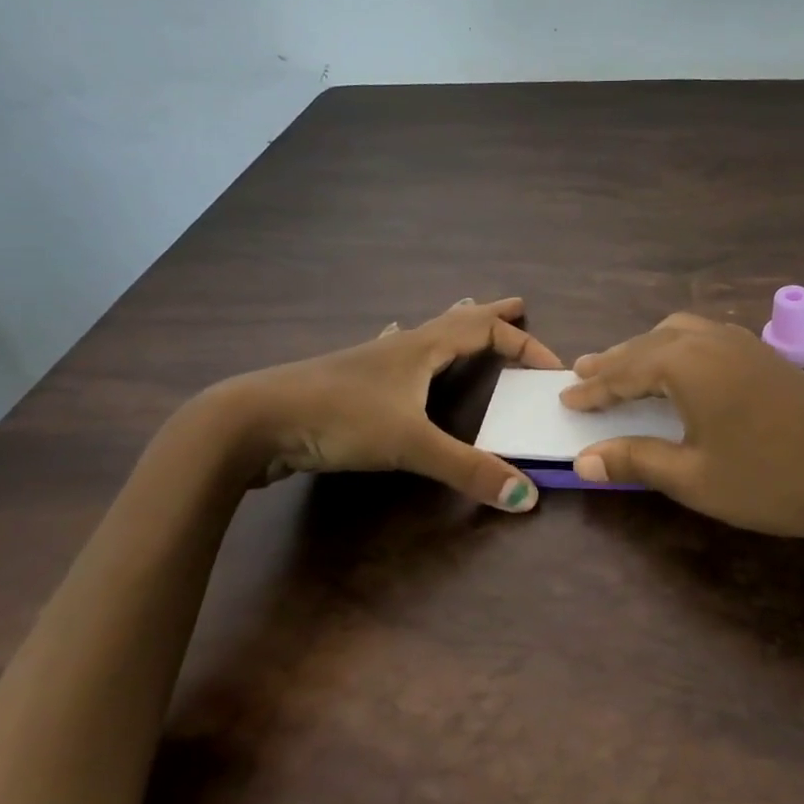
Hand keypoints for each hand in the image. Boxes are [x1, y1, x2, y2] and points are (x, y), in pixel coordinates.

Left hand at [208, 297, 562, 510]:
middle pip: (456, 320)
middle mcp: (400, 347)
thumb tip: (526, 497)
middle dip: (491, 315)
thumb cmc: (339, 418)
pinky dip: (407, 346)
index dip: (523, 345)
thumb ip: (468, 470)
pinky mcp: (346, 383)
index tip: (552, 368)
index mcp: (422, 348)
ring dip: (451, 326)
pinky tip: (392, 342)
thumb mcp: (409, 445)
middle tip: (518, 306)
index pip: (486, 331)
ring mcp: (369, 362)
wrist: (252, 420)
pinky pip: (391, 354)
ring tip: (465, 314)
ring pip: (422, 334)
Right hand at [559, 312, 803, 538]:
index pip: (624, 372)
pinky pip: (706, 338)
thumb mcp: (693, 477)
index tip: (565, 397)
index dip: (593, 389)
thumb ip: (635, 461)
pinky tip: (682, 368)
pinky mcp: (765, 355)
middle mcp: (710, 340)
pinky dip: (679, 348)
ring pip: (680, 333)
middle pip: (649, 344)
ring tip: (626, 367)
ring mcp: (742, 342)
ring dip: (647, 349)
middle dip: (615, 361)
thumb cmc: (769, 478)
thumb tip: (583, 460)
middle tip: (584, 372)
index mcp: (685, 363)